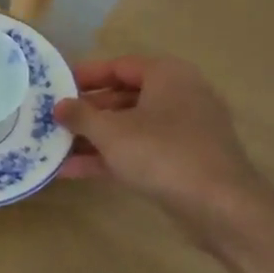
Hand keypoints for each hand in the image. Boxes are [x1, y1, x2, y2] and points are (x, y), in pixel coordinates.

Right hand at [54, 56, 269, 234]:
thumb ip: (81, 115)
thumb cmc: (162, 154)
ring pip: (130, 127)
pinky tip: (73, 171)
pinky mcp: (183, 161)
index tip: (55, 86)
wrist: (220, 206)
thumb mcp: (111, 132)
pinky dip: (110, 157)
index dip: (85, 75)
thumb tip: (59, 105)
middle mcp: (179, 96)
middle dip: (87, 111)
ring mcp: (183, 131)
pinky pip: (140, 151)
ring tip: (55, 146)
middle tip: (53, 119)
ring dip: (93, 138)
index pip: (119, 66)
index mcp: (167, 75)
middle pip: (123, 97)